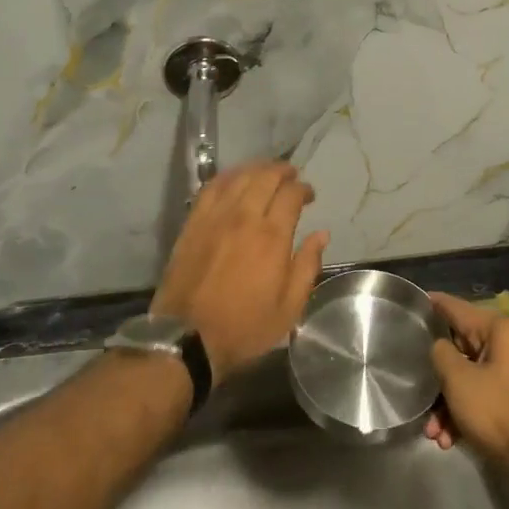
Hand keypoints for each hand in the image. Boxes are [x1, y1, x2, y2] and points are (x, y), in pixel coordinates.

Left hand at [152, 160, 328, 382]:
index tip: (309, 196)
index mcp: (272, 237)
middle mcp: (244, 217)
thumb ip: (307, 266)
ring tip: (266, 172)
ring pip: (238, 177)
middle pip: (265, 177)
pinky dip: (227, 177)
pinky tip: (234, 179)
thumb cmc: (245, 327)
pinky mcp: (193, 223)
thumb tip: (322, 234)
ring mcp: (215, 218)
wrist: (187, 338)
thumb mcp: (289, 308)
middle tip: (291, 176)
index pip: (291, 194)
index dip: (303, 189)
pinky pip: (211, 188)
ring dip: (256, 169)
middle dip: (282, 171)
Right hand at [425, 292, 508, 488]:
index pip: (461, 309)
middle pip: (465, 349)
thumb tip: (441, 347)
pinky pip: (487, 394)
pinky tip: (450, 439)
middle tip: (418, 390)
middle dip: (439, 377)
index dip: (437, 305)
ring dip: (450, 403)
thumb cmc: (499, 411)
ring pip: (474, 376)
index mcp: (505, 329)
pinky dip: (468, 412)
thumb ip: (442, 354)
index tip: (418, 299)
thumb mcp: (459, 380)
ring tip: (434, 433)